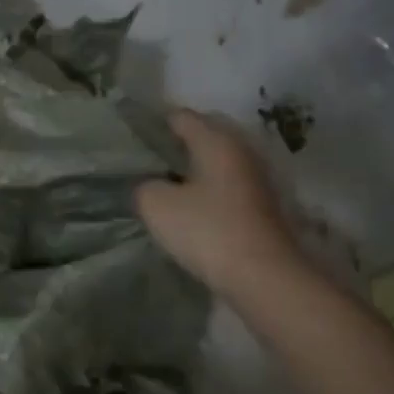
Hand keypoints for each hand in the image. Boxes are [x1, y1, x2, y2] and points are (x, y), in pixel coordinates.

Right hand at [135, 109, 303, 302]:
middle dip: (176, 143)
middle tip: (145, 159)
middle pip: (204, 134)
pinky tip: (189, 203)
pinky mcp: (263, 204)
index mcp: (216, 141)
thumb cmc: (207, 230)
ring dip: (193, 166)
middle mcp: (242, 150)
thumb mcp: (156, 205)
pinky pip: (227, 183)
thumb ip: (144, 184)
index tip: (130, 136)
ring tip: (163, 182)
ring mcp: (257, 177)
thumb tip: (151, 184)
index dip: (153, 123)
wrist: (264, 277)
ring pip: (217, 160)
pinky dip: (207, 186)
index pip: (180, 117)